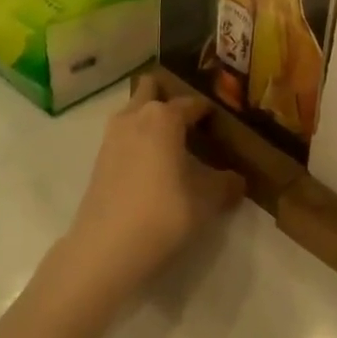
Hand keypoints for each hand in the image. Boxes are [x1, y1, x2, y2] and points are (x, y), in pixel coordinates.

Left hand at [56, 74, 243, 304]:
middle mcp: (136, 116)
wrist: (106, 248)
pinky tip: (151, 166)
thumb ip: (225, 185)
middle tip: (189, 123)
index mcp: (164, 117)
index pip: (192, 103)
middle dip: (168, 98)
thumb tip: (237, 179)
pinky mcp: (99, 159)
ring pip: (133, 111)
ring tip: (171, 145)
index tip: (220, 123)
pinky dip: (136, 140)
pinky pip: (123, 135)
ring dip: (149, 119)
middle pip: (151, 89)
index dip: (208, 112)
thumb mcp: (206, 201)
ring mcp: (112, 136)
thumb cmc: (164, 213)